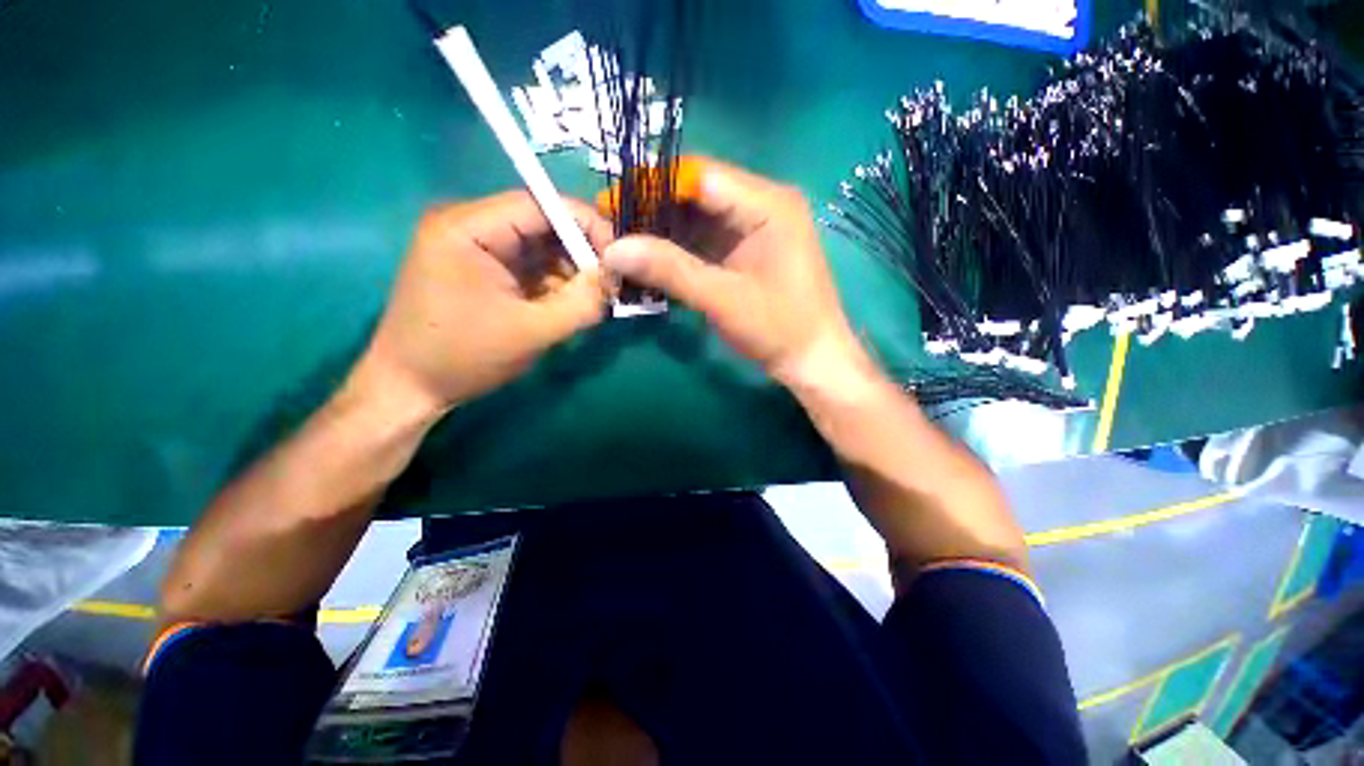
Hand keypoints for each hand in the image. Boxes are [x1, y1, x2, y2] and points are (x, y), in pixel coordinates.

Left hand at [351, 192, 611, 419]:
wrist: (409, 388)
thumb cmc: (463, 357)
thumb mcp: (531, 332)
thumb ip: (581, 303)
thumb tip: (616, 278)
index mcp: (468, 227)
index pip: (541, 204)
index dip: (587, 226)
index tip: (618, 259)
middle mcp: (469, 225)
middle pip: (542, 225)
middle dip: (580, 255)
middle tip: (609, 286)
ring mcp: (475, 248)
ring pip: (540, 248)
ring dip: (569, 273)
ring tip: (590, 302)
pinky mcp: (482, 270)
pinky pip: (530, 267)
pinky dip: (554, 285)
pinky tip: (567, 307)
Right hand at [599, 157, 873, 390]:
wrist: (813, 361)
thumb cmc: (779, 329)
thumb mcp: (723, 299)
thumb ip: (670, 270)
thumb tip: (613, 249)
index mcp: (768, 205)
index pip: (701, 176)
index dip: (654, 185)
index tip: (611, 203)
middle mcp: (762, 206)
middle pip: (698, 194)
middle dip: (654, 209)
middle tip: (611, 226)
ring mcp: (755, 229)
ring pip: (699, 218)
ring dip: (663, 230)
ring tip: (623, 242)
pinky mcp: (747, 251)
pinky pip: (706, 240)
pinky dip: (679, 249)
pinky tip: (652, 259)